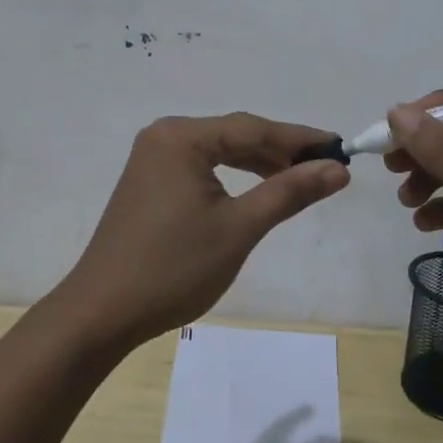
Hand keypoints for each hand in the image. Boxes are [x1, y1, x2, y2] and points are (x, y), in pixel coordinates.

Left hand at [53, 113, 350, 354]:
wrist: (102, 313)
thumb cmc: (173, 268)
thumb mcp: (238, 228)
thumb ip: (288, 192)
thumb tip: (337, 169)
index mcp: (181, 137)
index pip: (253, 128)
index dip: (300, 139)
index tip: (340, 147)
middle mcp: (164, 137)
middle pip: (235, 135)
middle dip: (280, 151)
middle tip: (325, 167)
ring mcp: (152, 159)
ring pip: (219, 151)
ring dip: (258, 164)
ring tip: (298, 179)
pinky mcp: (149, 182)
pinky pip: (201, 167)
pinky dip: (232, 177)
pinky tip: (256, 191)